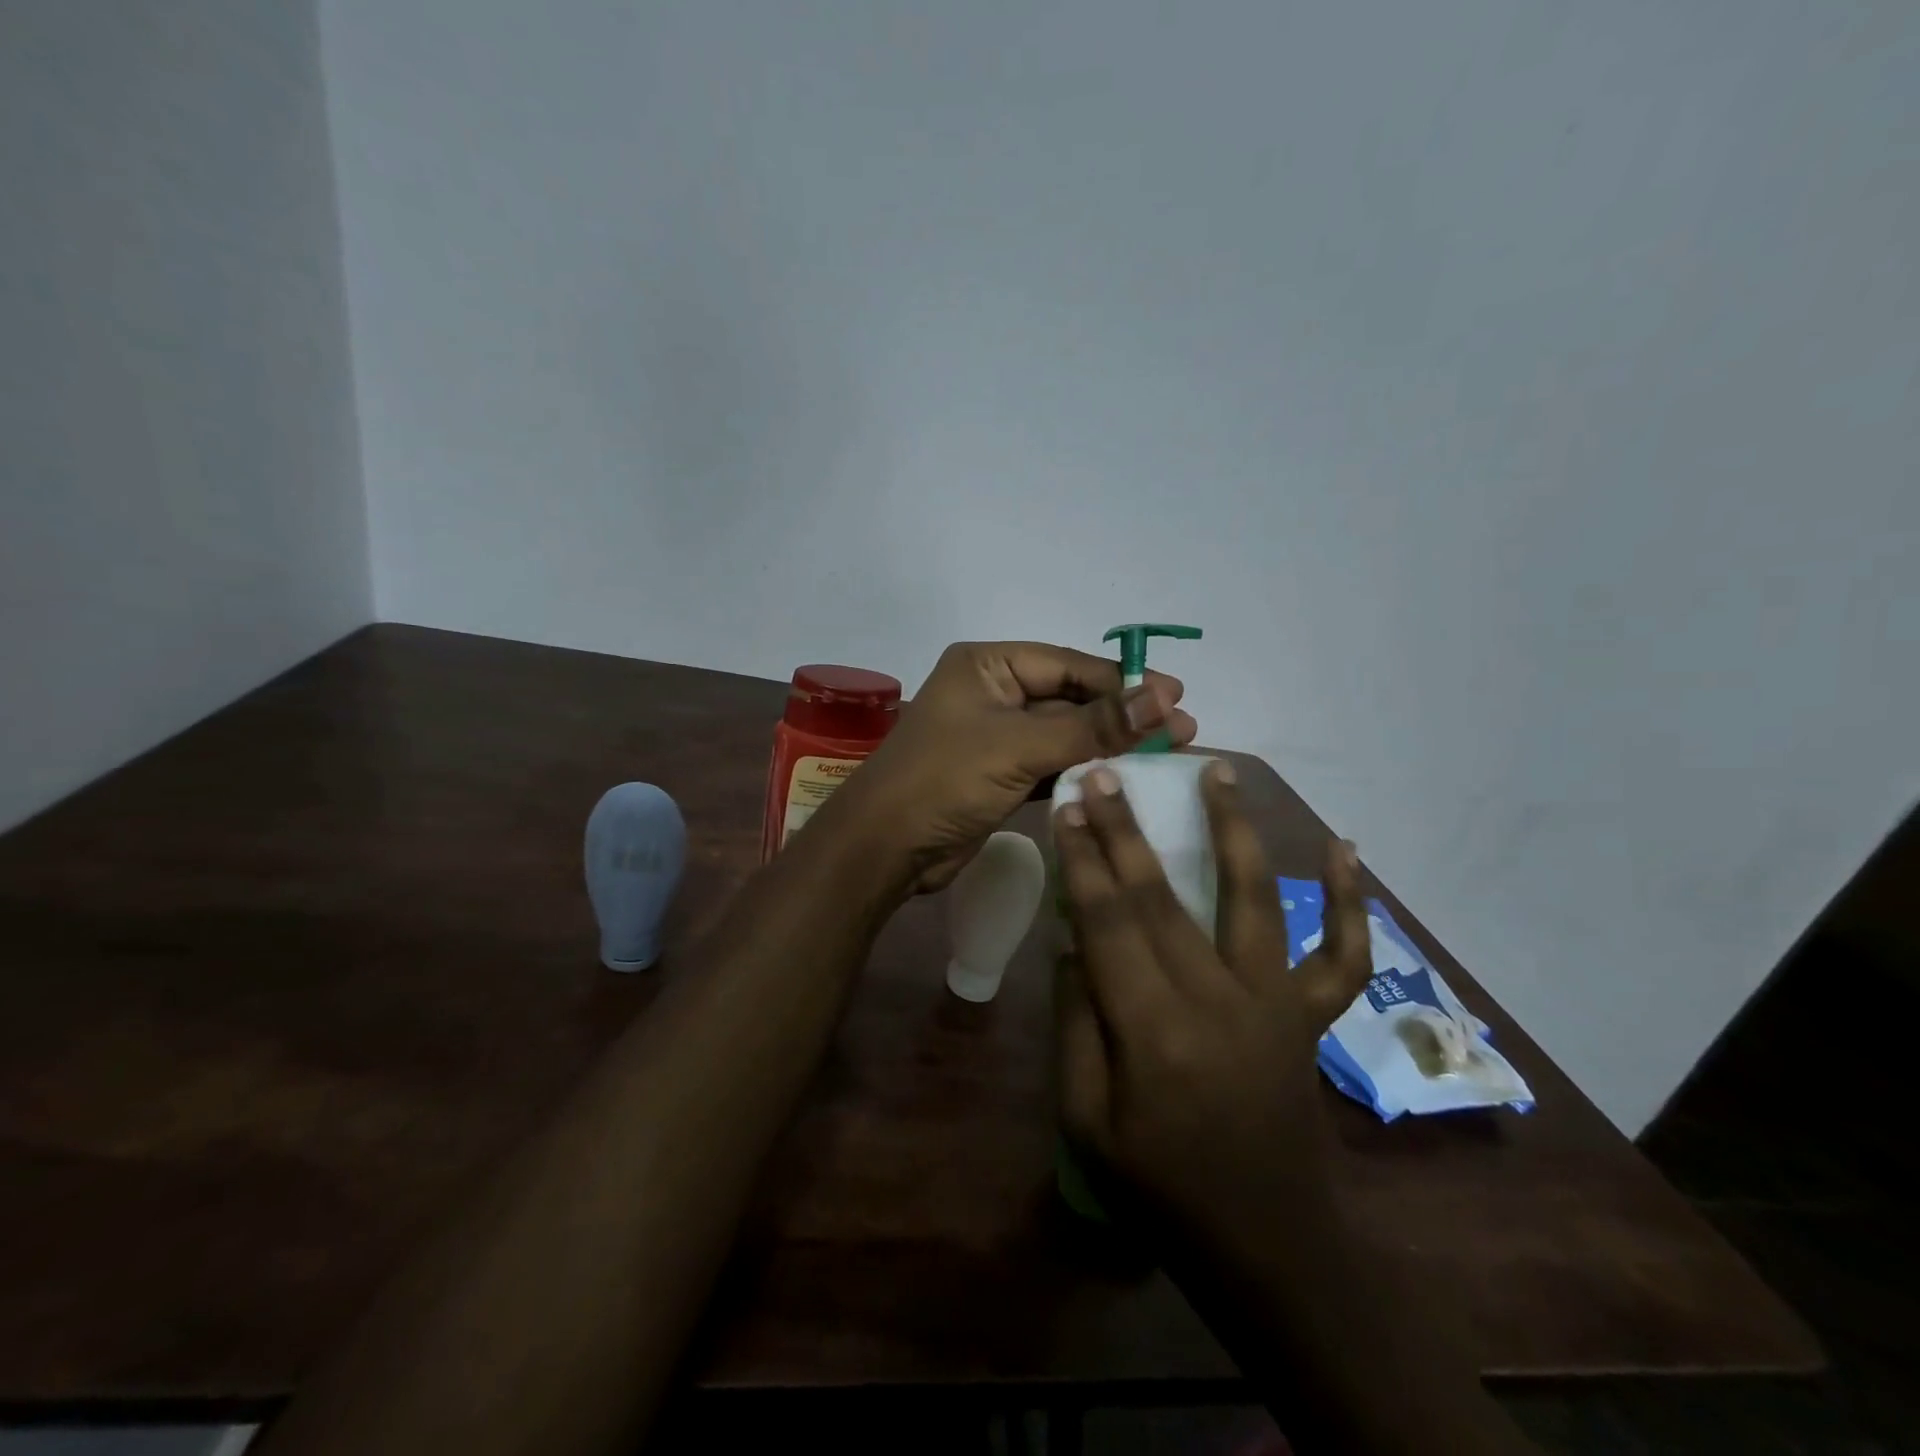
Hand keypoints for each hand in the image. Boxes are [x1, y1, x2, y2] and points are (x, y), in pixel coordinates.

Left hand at [822, 641, 1196, 892]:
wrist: (886, 848)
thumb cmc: (945, 780)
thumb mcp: (1021, 746)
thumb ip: (1093, 726)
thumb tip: (1163, 698)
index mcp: (988, 665)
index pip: (1070, 665)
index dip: (1124, 683)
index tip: (1177, 699)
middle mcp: (992, 692)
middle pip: (1071, 698)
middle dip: (1122, 716)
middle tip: (1182, 731)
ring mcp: (995, 735)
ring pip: (1064, 734)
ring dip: (1108, 745)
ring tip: (1166, 754)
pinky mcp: (999, 774)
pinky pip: (1050, 764)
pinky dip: (1082, 771)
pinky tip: (1123, 780)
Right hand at [1051, 759, 1370, 1245]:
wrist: (1269, 1249)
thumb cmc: (1162, 1191)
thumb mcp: (1085, 1123)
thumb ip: (1074, 1027)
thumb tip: (1071, 946)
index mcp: (1152, 1033)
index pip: (1108, 924)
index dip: (1084, 861)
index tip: (1067, 808)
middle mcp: (1217, 1003)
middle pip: (1163, 899)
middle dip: (1127, 830)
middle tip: (1108, 772)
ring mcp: (1275, 1006)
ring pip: (1254, 901)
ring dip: (1235, 831)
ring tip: (1220, 772)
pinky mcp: (1311, 1019)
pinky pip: (1342, 956)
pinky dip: (1351, 903)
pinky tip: (1347, 848)